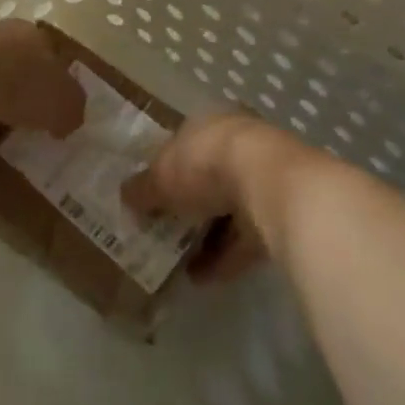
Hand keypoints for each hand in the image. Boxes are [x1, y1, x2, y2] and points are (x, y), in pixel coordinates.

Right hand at [123, 114, 301, 282]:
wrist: (267, 185)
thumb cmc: (204, 165)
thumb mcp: (160, 176)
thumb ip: (141, 188)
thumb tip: (125, 197)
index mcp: (210, 125)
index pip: (184, 144)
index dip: (165, 170)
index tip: (150, 197)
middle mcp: (239, 145)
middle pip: (208, 176)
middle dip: (188, 204)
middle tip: (165, 231)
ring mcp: (262, 179)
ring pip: (229, 209)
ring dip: (206, 236)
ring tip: (178, 264)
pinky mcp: (279, 214)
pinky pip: (245, 238)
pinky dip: (224, 258)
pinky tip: (201, 279)